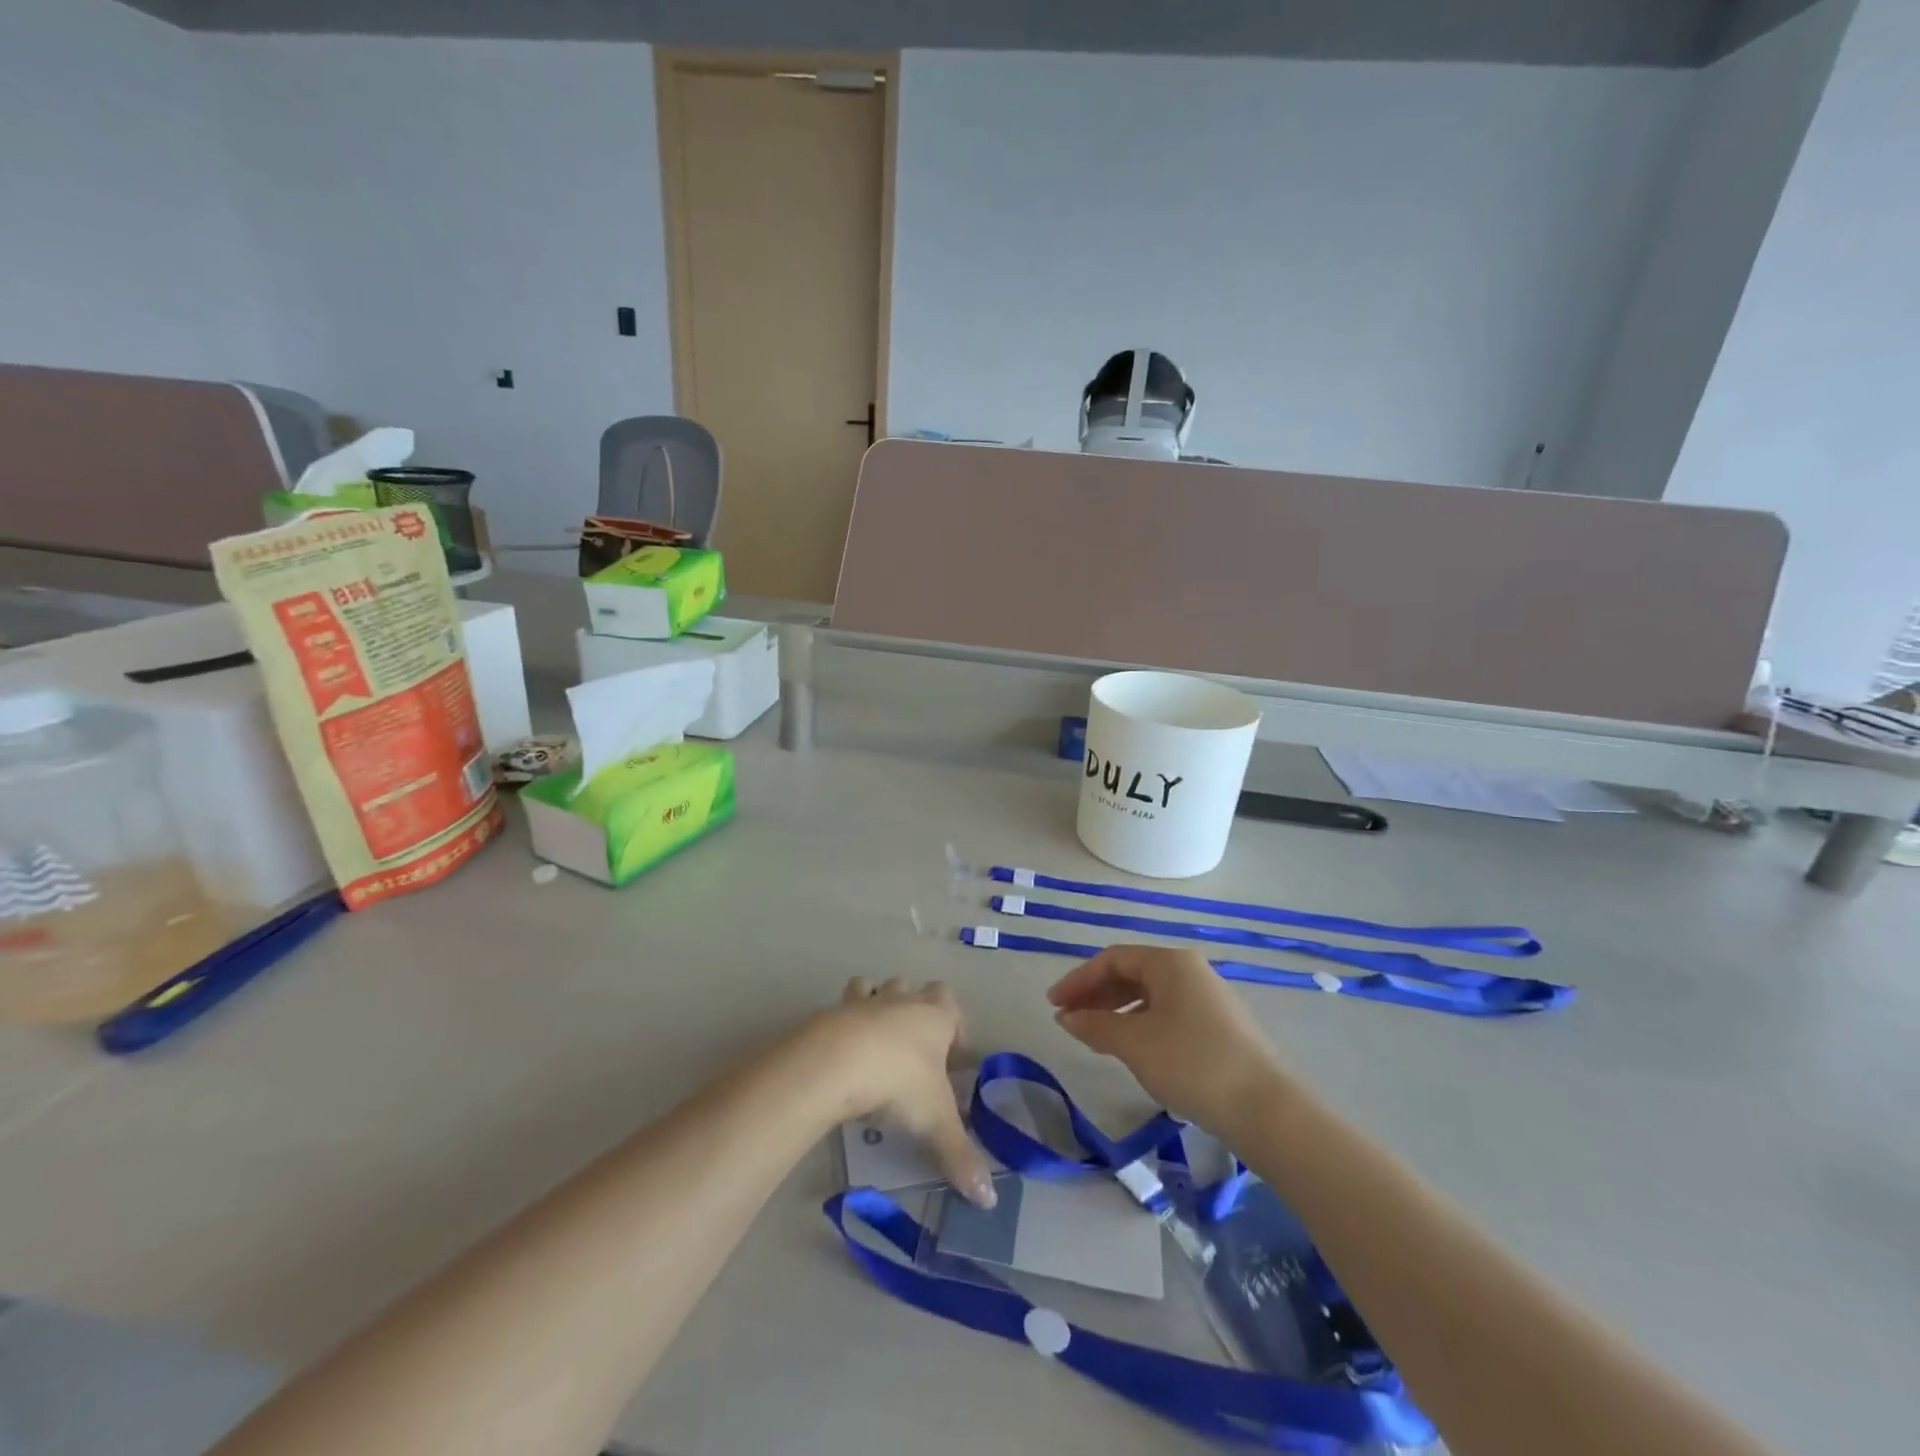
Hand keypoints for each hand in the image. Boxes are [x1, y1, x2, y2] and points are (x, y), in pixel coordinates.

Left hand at [811, 978, 995, 1207]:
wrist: (838, 1062)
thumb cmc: (899, 1083)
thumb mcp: (935, 1123)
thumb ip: (961, 1156)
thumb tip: (989, 1200)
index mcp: (935, 1017)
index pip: (951, 1005)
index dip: (955, 1027)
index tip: (952, 1060)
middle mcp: (902, 1001)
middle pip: (914, 990)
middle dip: (916, 1010)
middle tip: (914, 1050)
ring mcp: (865, 1002)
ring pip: (876, 987)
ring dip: (877, 1004)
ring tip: (874, 1042)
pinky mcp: (831, 1011)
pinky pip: (840, 1007)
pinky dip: (842, 1022)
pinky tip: (841, 1052)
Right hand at [1048, 945, 1284, 1130]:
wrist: (1266, 1109)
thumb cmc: (1192, 1063)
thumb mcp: (1134, 1044)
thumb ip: (1095, 1025)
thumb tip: (1067, 1018)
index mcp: (1171, 963)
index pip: (1113, 959)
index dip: (1078, 979)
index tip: (1053, 1005)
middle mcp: (1191, 971)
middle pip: (1132, 973)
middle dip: (1096, 995)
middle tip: (1070, 1021)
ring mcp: (1209, 998)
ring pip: (1150, 995)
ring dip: (1117, 1012)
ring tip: (1095, 1038)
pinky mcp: (1221, 1027)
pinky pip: (1168, 1013)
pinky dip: (1141, 1025)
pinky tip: (1133, 1050)